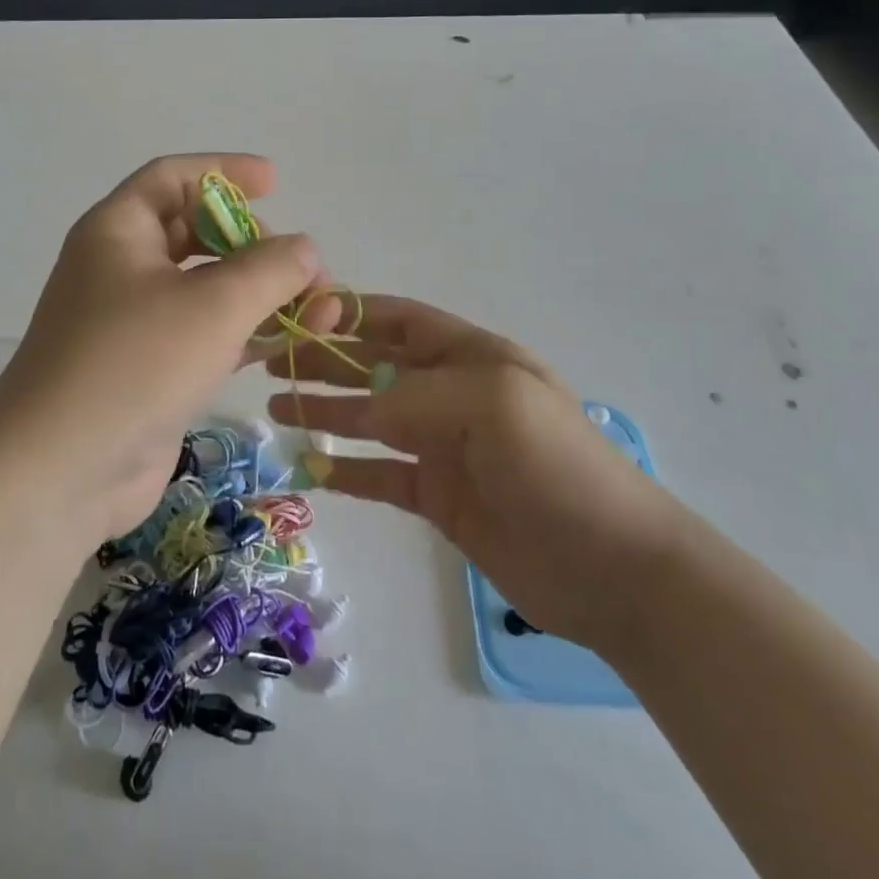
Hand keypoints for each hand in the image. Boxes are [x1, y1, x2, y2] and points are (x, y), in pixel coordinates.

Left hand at [0, 154, 327, 542]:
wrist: (62, 471)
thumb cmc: (134, 363)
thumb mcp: (214, 305)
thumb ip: (270, 268)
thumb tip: (305, 249)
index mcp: (119, 230)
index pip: (173, 178)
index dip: (225, 171)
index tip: (275, 182)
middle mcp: (122, 267)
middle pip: (198, 232)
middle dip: (257, 244)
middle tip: (303, 268)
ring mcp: (135, 322)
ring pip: (209, 288)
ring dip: (264, 293)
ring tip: (323, 309)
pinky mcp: (151, 369)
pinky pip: (208, 333)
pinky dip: (249, 332)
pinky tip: (293, 340)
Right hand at [269, 297, 682, 653]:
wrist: (612, 566)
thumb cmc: (555, 465)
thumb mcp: (491, 403)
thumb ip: (416, 395)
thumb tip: (360, 406)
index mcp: (471, 356)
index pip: (399, 321)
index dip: (351, 312)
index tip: (297, 315)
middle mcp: (452, 393)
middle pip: (375, 365)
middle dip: (325, 359)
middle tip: (267, 362)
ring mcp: (445, 446)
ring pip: (370, 418)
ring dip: (325, 409)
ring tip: (274, 407)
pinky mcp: (440, 496)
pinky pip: (381, 474)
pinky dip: (346, 469)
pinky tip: (311, 467)